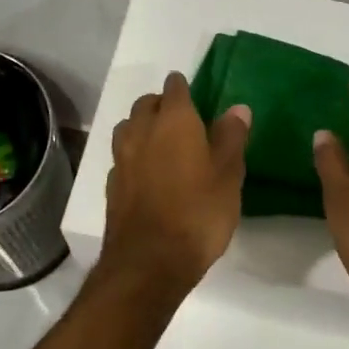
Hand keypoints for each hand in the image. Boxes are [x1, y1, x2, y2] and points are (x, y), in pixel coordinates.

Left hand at [100, 72, 250, 299]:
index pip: (175, 87)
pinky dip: (134, 156)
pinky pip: (123, 157)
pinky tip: (147, 174)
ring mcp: (122, 157)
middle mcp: (142, 130)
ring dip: (143, 128)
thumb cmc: (198, 211)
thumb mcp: (228, 174)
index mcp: (174, 120)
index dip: (184, 87)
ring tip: (162, 144)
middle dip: (161, 105)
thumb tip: (237, 108)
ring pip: (129, 128)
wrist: (149, 261)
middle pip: (146, 104)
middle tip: (182, 120)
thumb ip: (231, 137)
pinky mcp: (111, 183)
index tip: (195, 94)